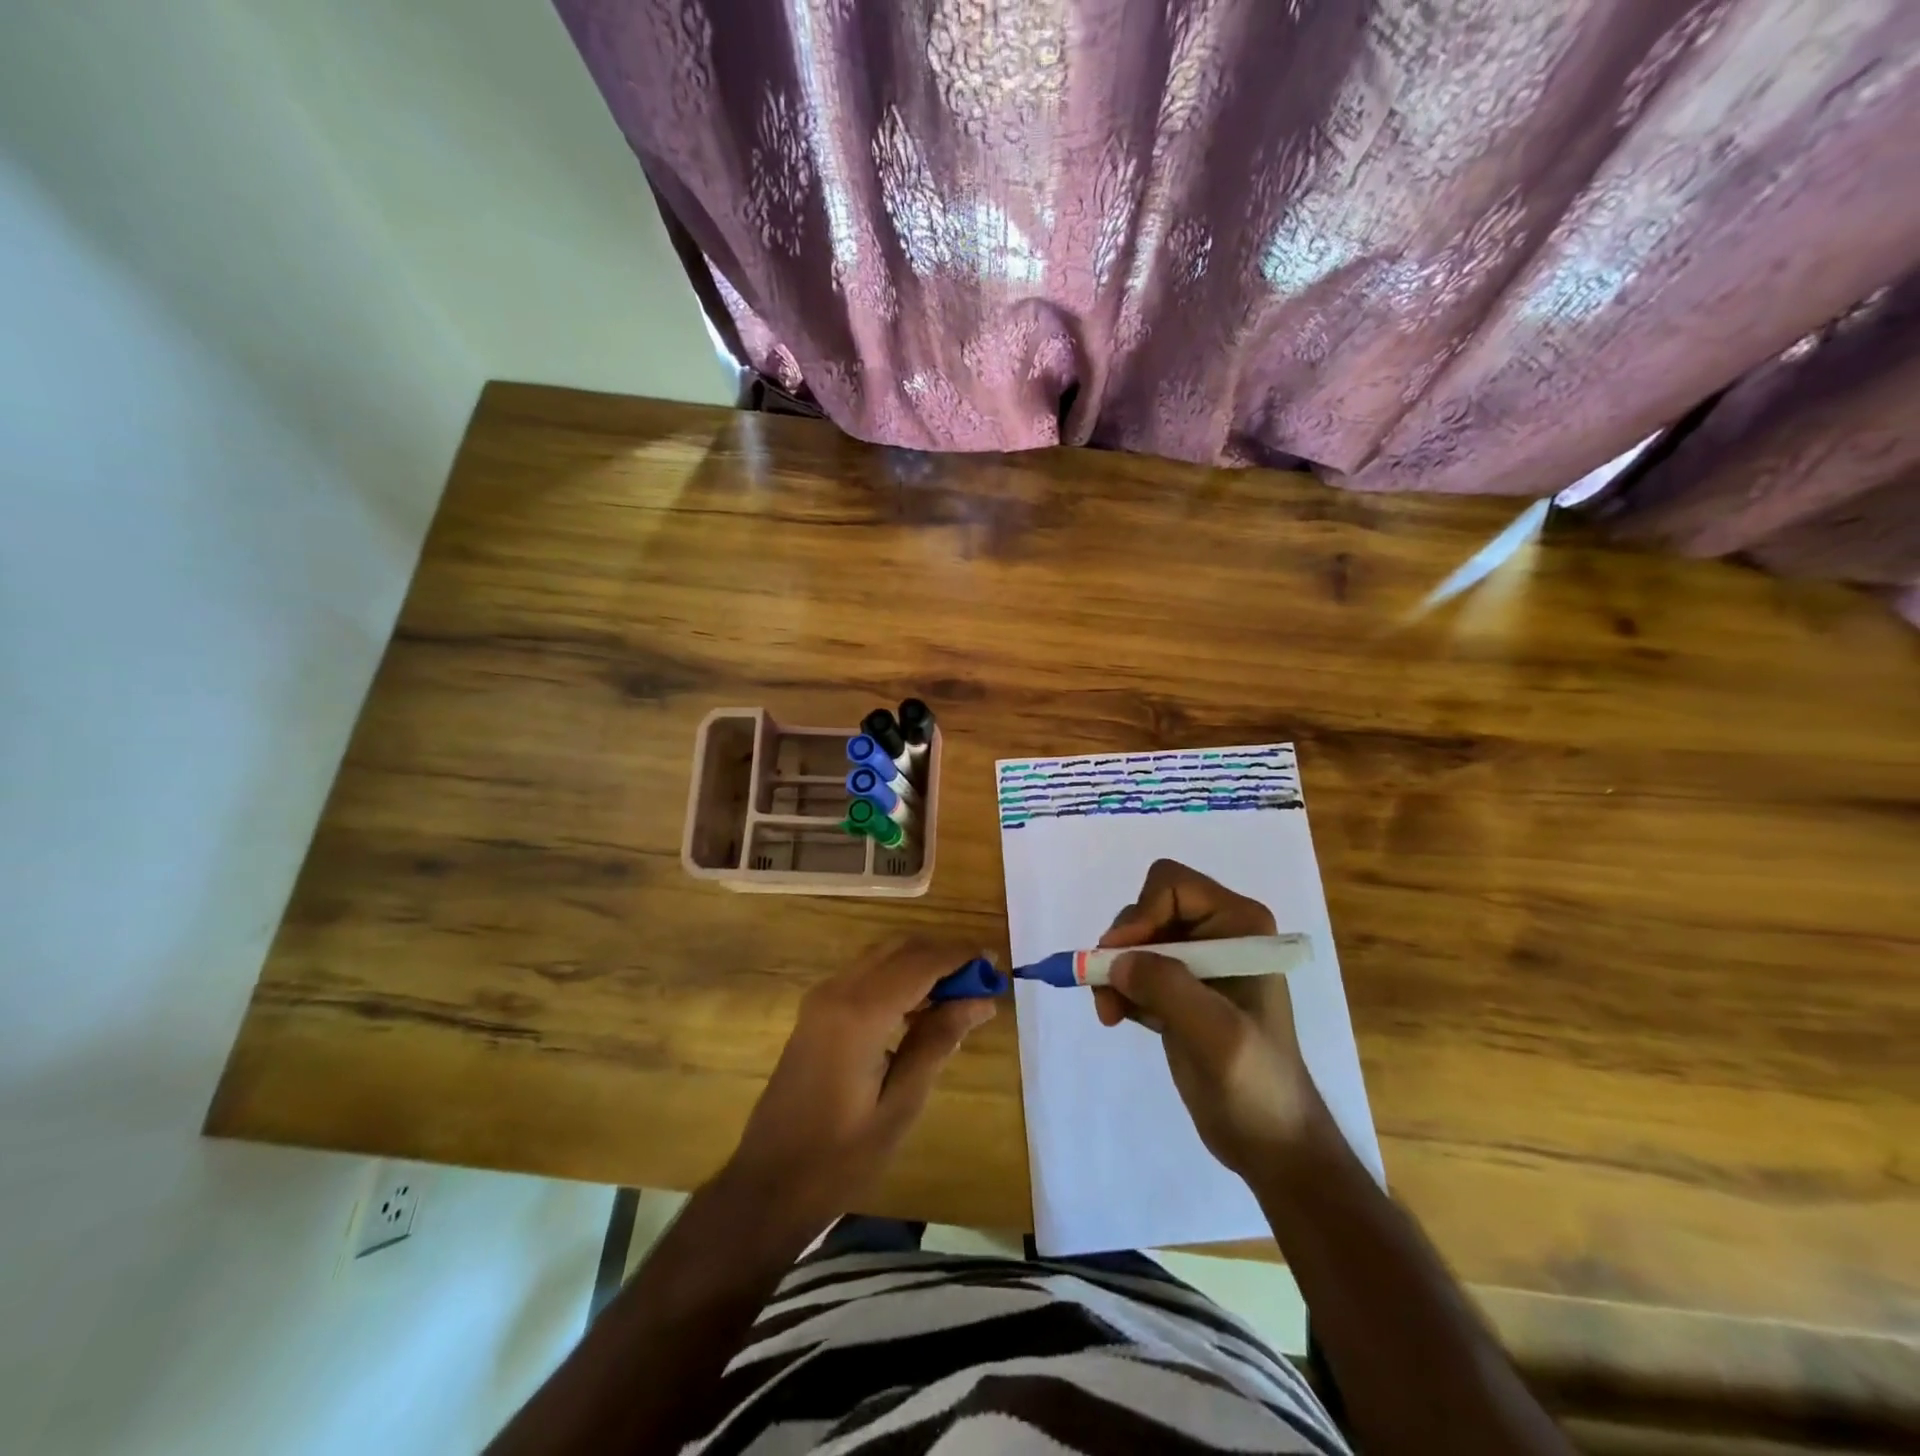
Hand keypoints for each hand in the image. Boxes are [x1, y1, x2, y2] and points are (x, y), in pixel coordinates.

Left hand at [720, 936, 996, 1238]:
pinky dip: (898, 977)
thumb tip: (980, 1000)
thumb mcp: (900, 1105)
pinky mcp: (816, 1012)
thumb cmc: (840, 1157)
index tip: (995, 963)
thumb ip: (938, 1042)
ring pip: (881, 956)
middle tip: (982, 980)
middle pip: (900, 949)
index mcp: (859, 1013)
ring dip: (921, 963)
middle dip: (943, 955)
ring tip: (960, 993)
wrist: (767, 1185)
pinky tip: (921, 1007)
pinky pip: (865, 975)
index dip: (961, 957)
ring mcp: (821, 998)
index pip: (921, 963)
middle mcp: (837, 991)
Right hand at [1093, 859, 1326, 1175]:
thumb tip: (1115, 960)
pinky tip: (1118, 1018)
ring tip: (1109, 1012)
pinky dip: (1118, 989)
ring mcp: (1197, 962)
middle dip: (1123, 948)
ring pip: (1135, 940)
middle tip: (1108, 990)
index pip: (1172, 886)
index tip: (1121, 958)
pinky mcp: (1179, 990)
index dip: (1141, 915)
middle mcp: (1217, 933)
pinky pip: (1134, 969)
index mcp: (1238, 926)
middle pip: (1148, 910)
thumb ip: (1167, 987)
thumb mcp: (1216, 1033)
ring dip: (1113, 972)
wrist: (1271, 1143)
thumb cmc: (1256, 1083)